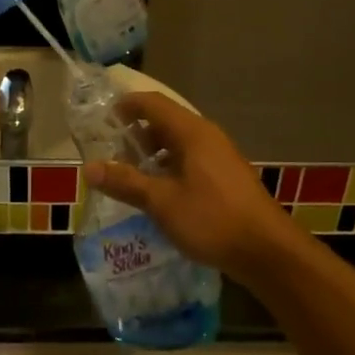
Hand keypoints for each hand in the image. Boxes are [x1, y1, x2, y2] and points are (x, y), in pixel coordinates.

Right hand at [83, 93, 299, 280]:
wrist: (266, 250)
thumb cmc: (212, 219)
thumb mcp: (162, 202)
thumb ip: (125, 183)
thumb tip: (88, 168)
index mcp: (192, 133)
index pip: (153, 103)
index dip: (126, 106)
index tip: (102, 119)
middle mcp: (207, 137)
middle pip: (165, 122)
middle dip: (136, 135)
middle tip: (110, 155)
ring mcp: (219, 157)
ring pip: (178, 144)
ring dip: (152, 155)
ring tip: (130, 177)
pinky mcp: (225, 178)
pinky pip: (189, 161)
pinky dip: (168, 169)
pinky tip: (157, 194)